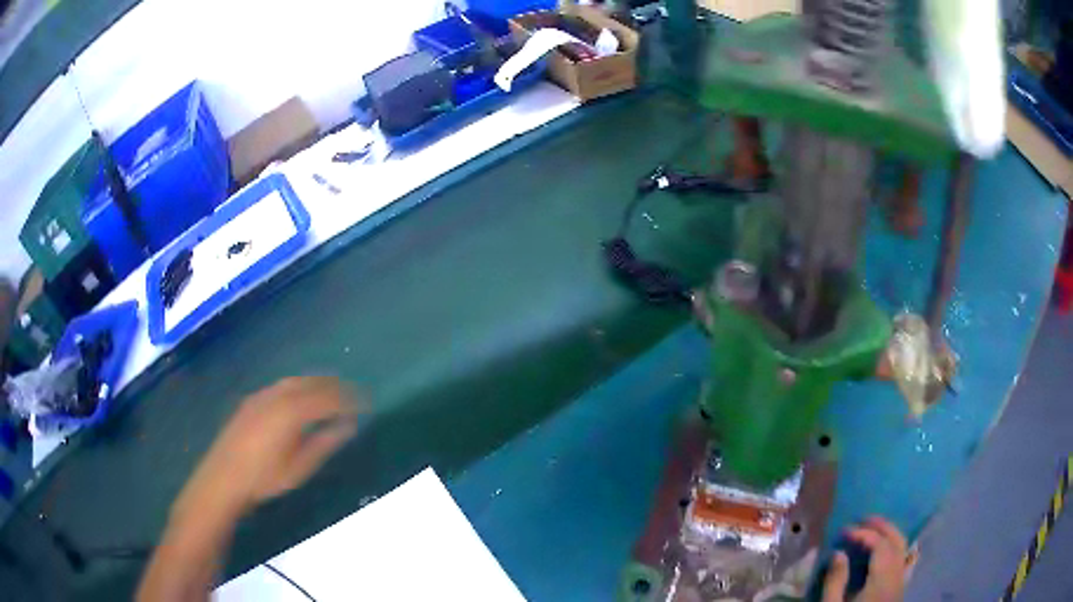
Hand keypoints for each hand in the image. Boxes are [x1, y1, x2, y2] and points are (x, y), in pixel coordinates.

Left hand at [173, 377, 361, 521]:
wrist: (223, 477)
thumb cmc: (264, 478)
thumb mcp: (299, 468)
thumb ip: (324, 443)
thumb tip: (348, 427)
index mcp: (292, 412)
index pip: (327, 398)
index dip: (349, 399)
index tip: (365, 403)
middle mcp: (278, 396)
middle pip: (312, 383)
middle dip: (335, 385)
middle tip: (353, 393)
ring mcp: (262, 396)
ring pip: (296, 381)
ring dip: (316, 382)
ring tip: (331, 391)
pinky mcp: (252, 401)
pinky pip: (281, 385)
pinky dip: (298, 386)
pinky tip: (300, 397)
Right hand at [823, 516, 909, 601]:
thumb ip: (836, 580)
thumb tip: (839, 553)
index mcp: (882, 580)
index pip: (880, 545)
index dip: (864, 533)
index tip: (845, 532)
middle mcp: (897, 576)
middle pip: (898, 541)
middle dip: (882, 526)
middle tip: (863, 518)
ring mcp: (901, 581)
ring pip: (903, 548)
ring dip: (888, 534)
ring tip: (871, 529)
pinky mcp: (898, 588)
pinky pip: (900, 559)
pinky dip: (891, 547)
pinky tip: (878, 551)